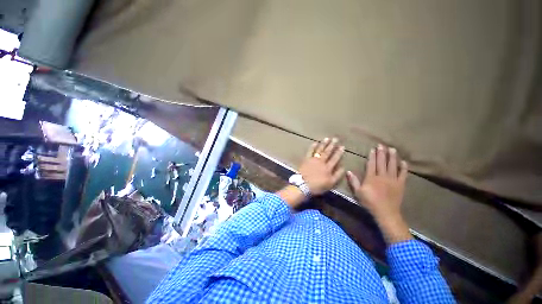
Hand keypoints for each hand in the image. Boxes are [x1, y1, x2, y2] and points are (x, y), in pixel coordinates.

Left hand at [299, 137, 344, 194]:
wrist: (303, 185)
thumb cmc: (317, 186)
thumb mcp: (330, 183)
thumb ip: (337, 175)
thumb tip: (343, 167)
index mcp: (328, 168)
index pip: (335, 158)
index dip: (339, 152)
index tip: (342, 146)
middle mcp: (321, 162)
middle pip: (327, 152)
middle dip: (332, 145)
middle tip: (335, 138)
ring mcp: (313, 159)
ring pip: (320, 150)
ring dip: (323, 144)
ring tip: (327, 138)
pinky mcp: (306, 159)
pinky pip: (310, 151)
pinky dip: (312, 147)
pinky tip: (315, 142)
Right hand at [346, 144, 411, 243]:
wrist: (386, 212)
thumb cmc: (370, 202)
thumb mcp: (358, 192)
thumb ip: (354, 181)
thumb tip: (348, 171)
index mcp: (372, 178)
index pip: (371, 164)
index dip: (372, 156)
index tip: (373, 149)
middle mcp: (382, 176)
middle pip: (382, 163)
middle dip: (382, 153)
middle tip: (382, 145)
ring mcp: (393, 180)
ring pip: (393, 166)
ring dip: (392, 157)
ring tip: (392, 149)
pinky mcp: (400, 184)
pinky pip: (403, 174)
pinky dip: (404, 168)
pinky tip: (404, 162)